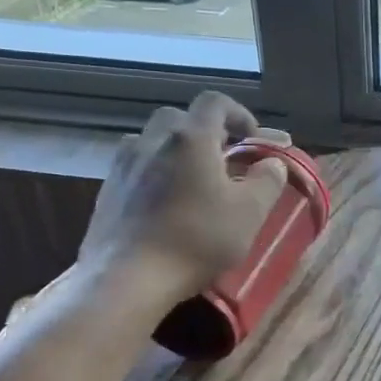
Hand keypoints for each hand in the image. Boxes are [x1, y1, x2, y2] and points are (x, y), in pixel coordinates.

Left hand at [77, 92, 290, 306]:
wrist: (127, 278)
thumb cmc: (197, 240)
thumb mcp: (249, 213)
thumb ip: (267, 181)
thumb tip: (273, 163)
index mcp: (191, 138)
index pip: (214, 102)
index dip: (238, 113)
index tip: (252, 139)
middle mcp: (152, 140)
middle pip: (179, 118)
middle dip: (204, 132)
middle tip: (222, 160)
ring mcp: (123, 165)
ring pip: (152, 141)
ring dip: (175, 151)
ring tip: (191, 182)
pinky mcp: (106, 191)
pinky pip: (135, 168)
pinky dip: (154, 174)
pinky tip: (164, 206)